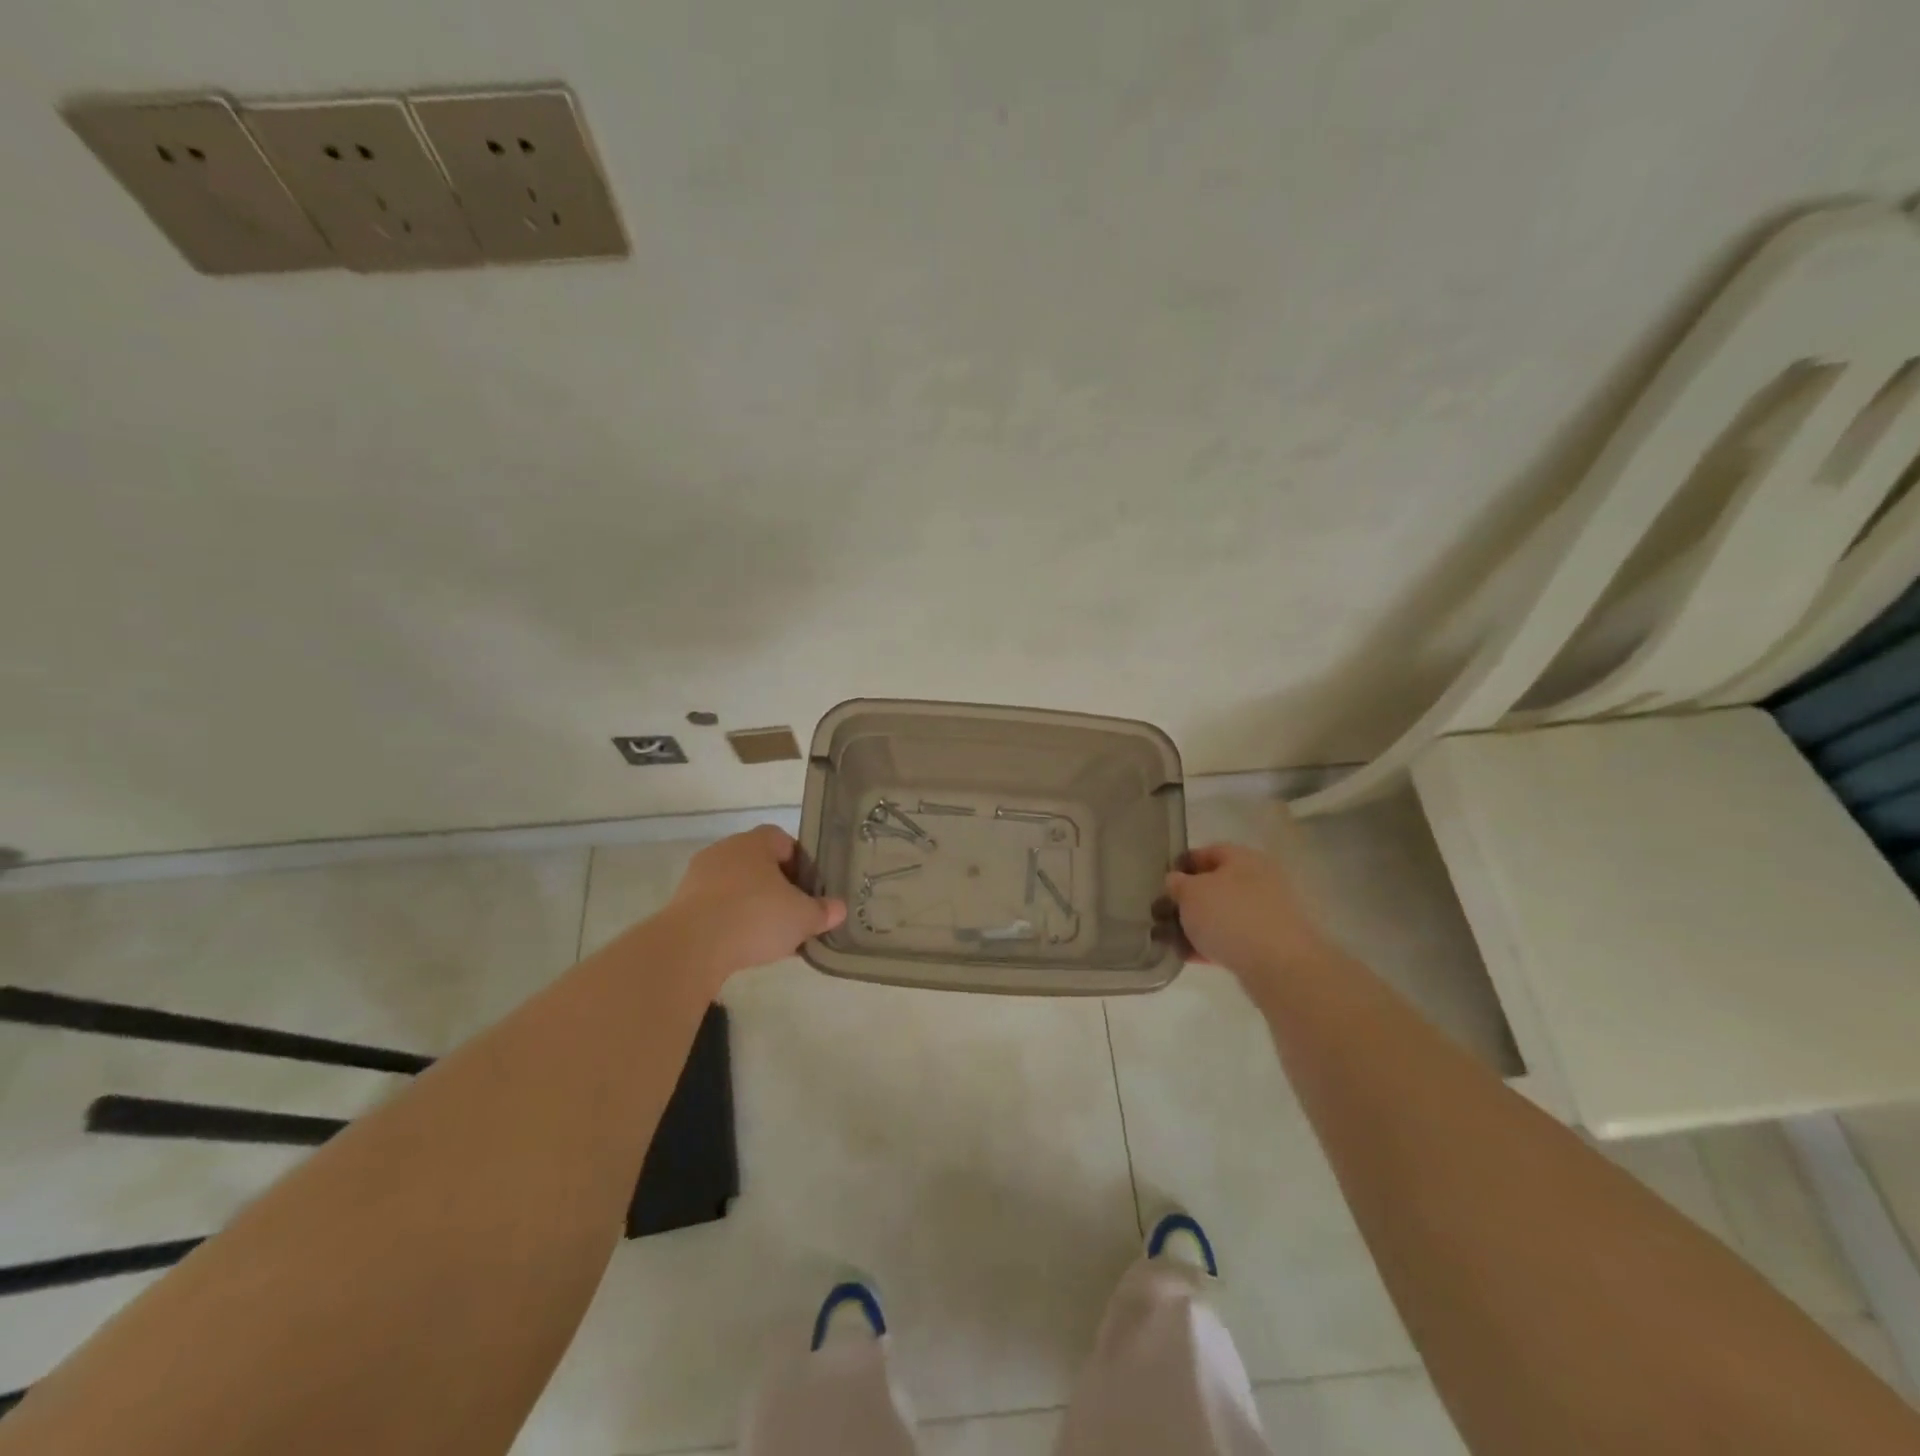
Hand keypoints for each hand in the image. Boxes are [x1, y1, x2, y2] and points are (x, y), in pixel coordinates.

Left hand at [659, 826, 845, 979]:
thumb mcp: (802, 917)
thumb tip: (838, 909)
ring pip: (736, 886)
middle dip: (777, 887)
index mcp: (755, 842)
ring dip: (752, 905)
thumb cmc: (755, 917)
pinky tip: (742, 945)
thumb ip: (823, 911)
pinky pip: (715, 907)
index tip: (809, 889)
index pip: (783, 840)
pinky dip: (730, 921)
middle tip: (793, 913)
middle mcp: (725, 850)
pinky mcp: (682, 904)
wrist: (692, 947)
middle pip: (759, 863)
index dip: (800, 863)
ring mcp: (699, 877)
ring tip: (769, 936)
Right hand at [1163, 842, 1331, 982]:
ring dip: (1198, 925)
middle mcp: (1259, 880)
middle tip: (1165, 914)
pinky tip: (1191, 957)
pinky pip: (1233, 938)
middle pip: (1215, 885)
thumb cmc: (1229, 915)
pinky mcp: (1269, 943)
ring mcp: (1267, 913)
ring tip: (1173, 941)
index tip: (1163, 882)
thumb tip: (1176, 881)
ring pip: (1223, 914)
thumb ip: (1177, 884)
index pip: (1208, 852)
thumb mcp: (1190, 893)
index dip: (1182, 864)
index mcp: (1243, 858)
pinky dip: (1212, 944)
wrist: (1278, 965)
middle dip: (1188, 901)